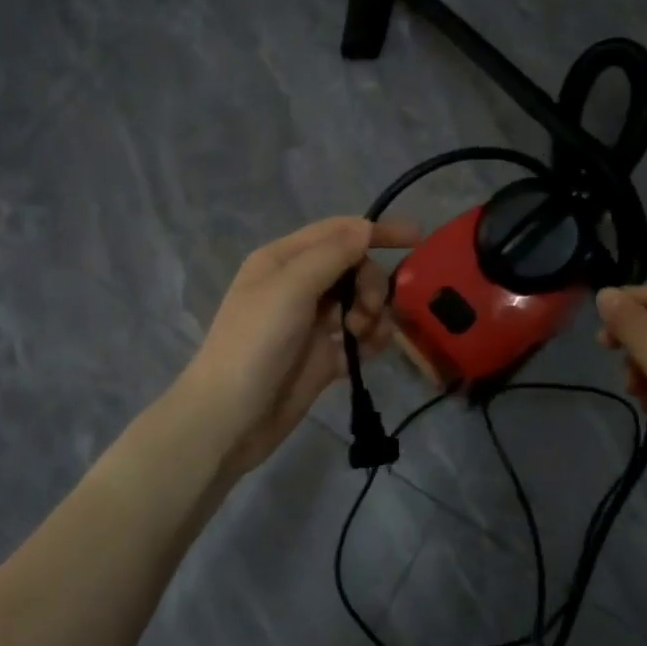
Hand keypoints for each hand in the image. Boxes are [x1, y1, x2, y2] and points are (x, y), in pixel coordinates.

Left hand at [178, 216, 421, 478]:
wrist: (229, 418)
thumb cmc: (254, 344)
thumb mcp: (290, 289)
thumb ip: (331, 255)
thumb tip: (365, 227)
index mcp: (283, 260)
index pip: (338, 231)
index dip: (375, 231)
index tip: (417, 238)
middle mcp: (297, 285)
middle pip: (354, 268)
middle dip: (370, 284)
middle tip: (368, 309)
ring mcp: (310, 322)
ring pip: (359, 302)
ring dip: (373, 313)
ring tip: (364, 336)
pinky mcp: (322, 356)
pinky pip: (358, 338)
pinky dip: (370, 340)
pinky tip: (369, 352)